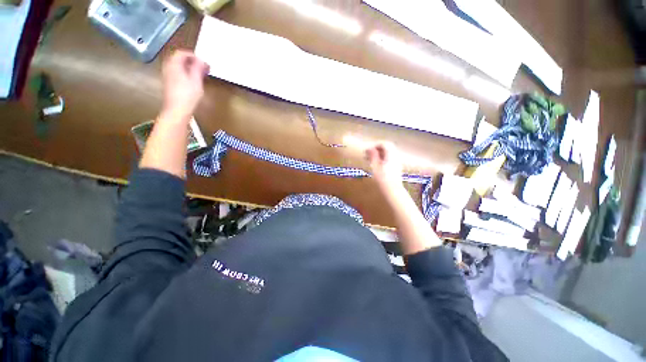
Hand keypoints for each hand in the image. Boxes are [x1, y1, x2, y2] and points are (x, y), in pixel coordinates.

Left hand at [160, 50, 209, 120]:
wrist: (177, 110)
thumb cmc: (188, 95)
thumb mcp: (196, 81)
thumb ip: (198, 68)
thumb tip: (201, 60)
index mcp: (174, 64)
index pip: (182, 53)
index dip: (193, 56)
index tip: (203, 63)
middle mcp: (168, 67)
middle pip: (179, 59)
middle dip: (191, 61)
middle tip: (203, 68)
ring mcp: (167, 76)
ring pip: (178, 66)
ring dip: (189, 68)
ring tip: (199, 75)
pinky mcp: (169, 84)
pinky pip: (177, 73)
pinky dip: (185, 74)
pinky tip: (193, 81)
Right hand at [365, 142, 403, 192]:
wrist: (392, 191)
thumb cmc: (382, 179)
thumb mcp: (375, 166)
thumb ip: (373, 156)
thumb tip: (369, 148)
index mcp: (391, 155)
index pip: (385, 144)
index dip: (375, 145)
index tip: (367, 150)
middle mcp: (396, 157)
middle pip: (388, 147)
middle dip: (377, 149)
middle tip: (368, 154)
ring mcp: (397, 162)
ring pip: (388, 153)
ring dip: (379, 154)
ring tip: (370, 160)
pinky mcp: (396, 168)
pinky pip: (389, 159)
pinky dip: (382, 159)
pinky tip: (376, 165)